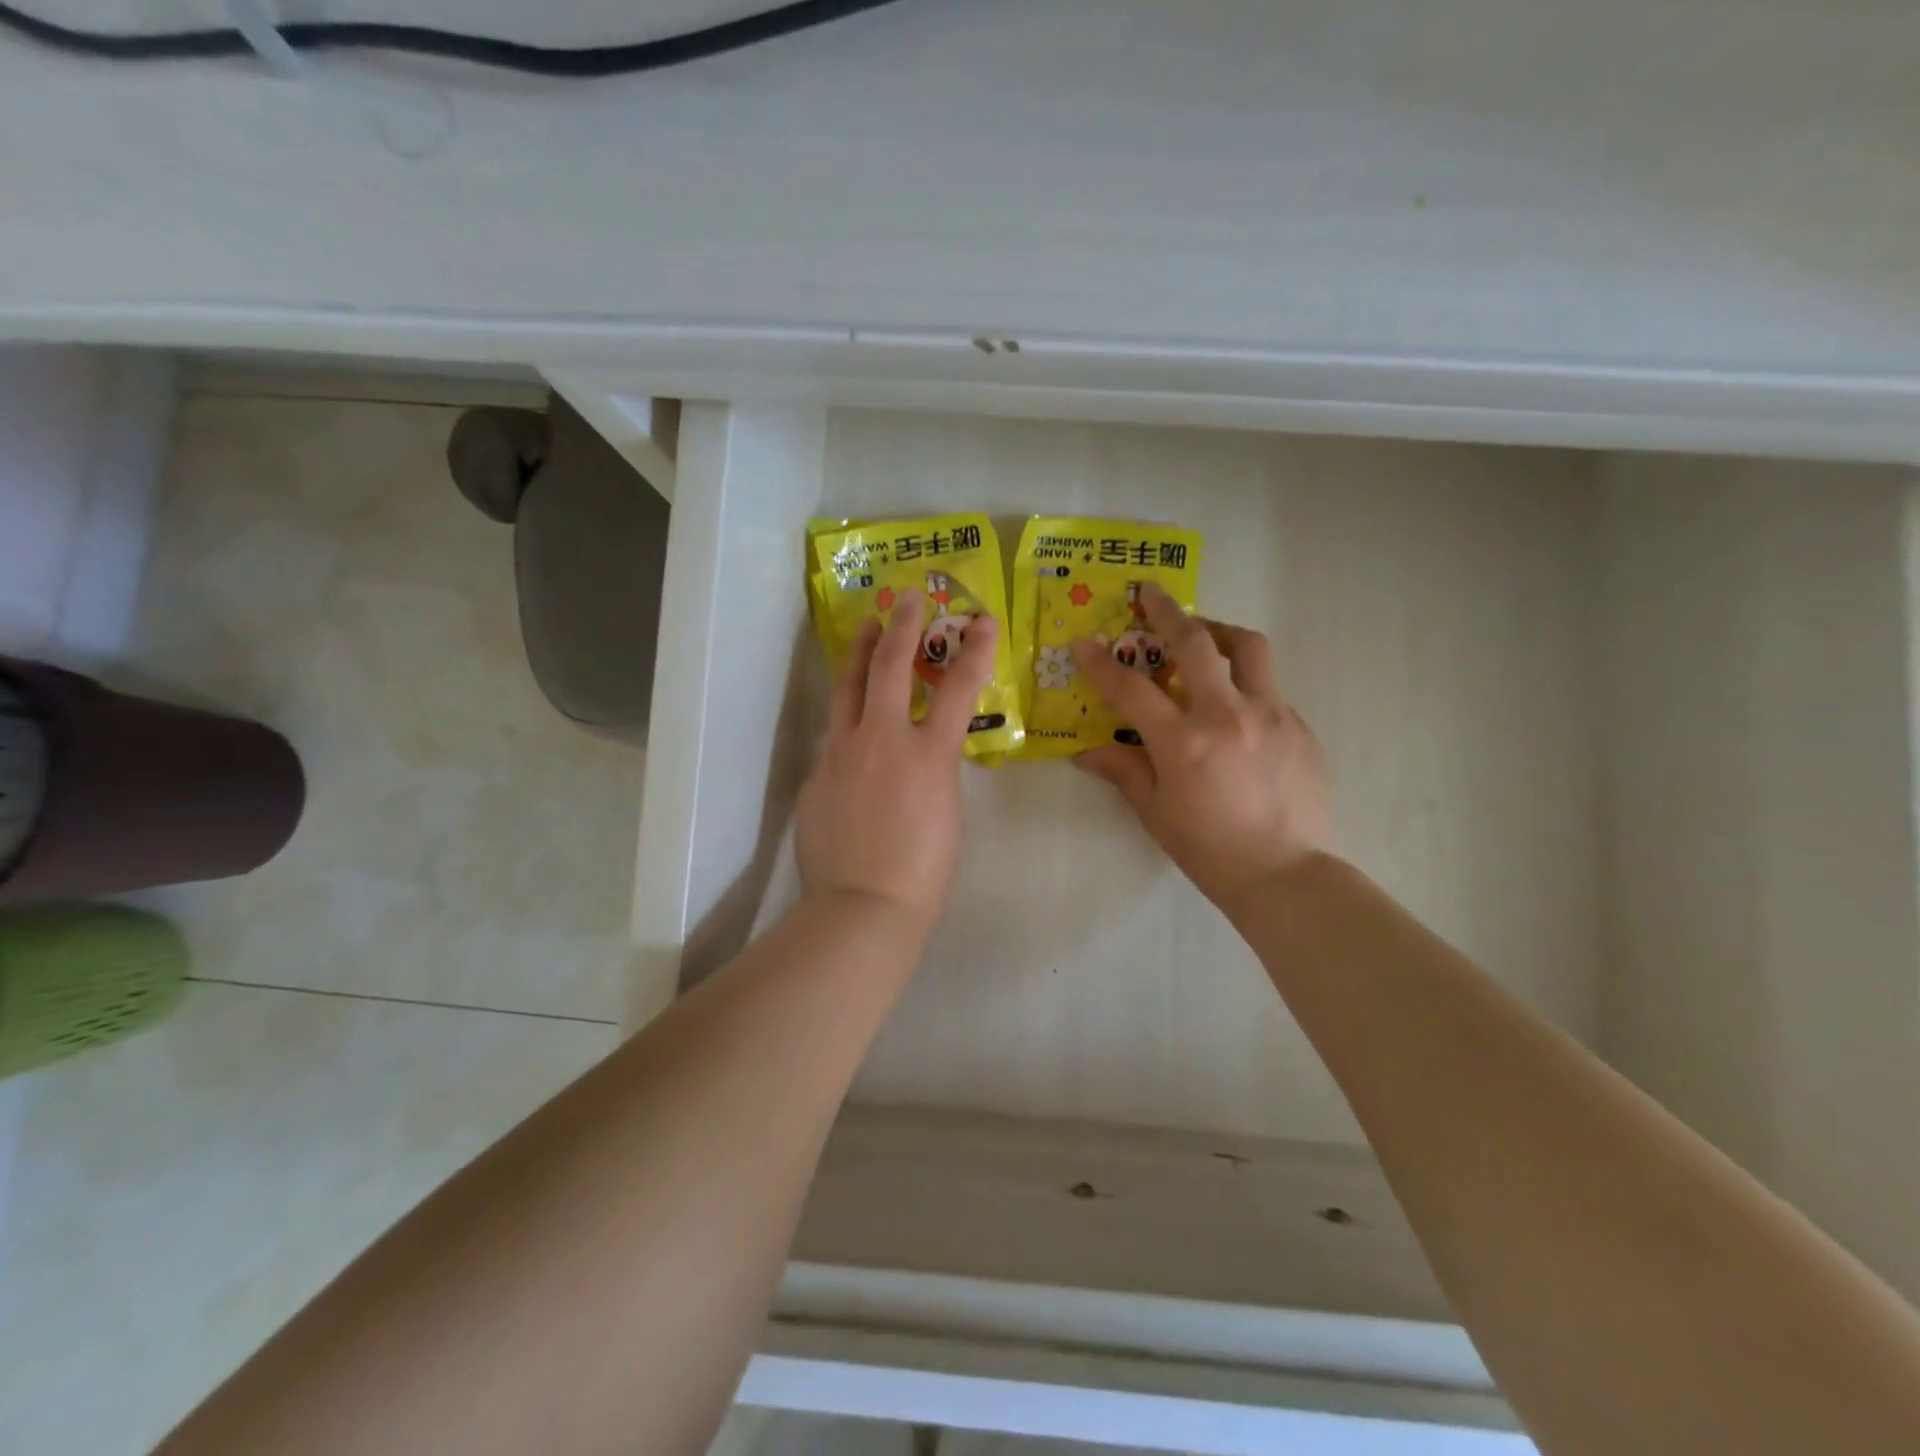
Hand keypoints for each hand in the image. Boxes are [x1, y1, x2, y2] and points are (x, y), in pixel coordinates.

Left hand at [796, 589, 998, 929]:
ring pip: (847, 688)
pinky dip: (847, 720)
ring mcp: (841, 753)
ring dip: (859, 653)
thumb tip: (917, 755)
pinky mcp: (815, 774)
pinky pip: (833, 735)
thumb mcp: (947, 813)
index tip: (982, 621)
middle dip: (902, 626)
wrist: (861, 907)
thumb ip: (933, 771)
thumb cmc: (923, 874)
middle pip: (890, 667)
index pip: (957, 689)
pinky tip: (850, 724)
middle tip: (906, 598)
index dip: (974, 650)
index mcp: (928, 756)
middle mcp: (881, 741)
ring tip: (864, 628)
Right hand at [1073, 584, 1330, 914]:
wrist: (1285, 875)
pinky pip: (1270, 688)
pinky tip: (1236, 709)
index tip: (1083, 643)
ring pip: (1248, 648)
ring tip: (1203, 636)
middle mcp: (1227, 715)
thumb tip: (1087, 751)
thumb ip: (1123, 771)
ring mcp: (1271, 716)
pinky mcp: (1299, 726)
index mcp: (1183, 741)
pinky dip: (1245, 683)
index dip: (1100, 662)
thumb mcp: (1155, 812)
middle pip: (1195, 642)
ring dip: (1219, 632)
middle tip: (1151, 594)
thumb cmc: (1209, 849)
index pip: (1130, 688)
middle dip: (1167, 612)